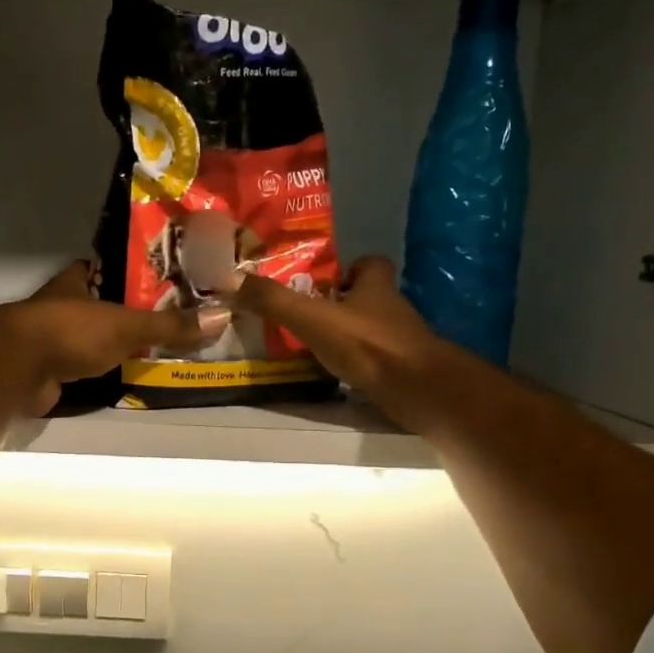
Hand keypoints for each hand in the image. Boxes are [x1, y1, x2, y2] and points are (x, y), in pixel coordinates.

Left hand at [5, 261, 226, 413]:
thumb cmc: (72, 331)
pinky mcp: (49, 370)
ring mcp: (52, 339)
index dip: (126, 273)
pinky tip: (123, 377)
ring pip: (90, 338)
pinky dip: (99, 373)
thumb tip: (220, 317)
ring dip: (112, 345)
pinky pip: (82, 368)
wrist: (20, 369)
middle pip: (99, 306)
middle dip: (125, 313)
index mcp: (76, 281)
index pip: (104, 269)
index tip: (157, 280)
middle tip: (165, 320)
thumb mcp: (128, 325)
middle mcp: (61, 306)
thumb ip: (169, 325)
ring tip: (152, 350)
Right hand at [233, 257, 451, 428]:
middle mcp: (392, 309)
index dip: (350, 269)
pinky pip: (377, 359)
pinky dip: (359, 364)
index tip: (325, 283)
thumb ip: (276, 302)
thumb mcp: (313, 319)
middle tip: (310, 318)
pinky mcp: (403, 370)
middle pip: (369, 298)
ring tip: (316, 349)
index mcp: (375, 287)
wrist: (418, 389)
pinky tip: (337, 375)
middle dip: (343, 305)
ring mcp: (401, 341)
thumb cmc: (368, 345)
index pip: (371, 264)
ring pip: (372, 330)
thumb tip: (235, 280)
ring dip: (349, 337)